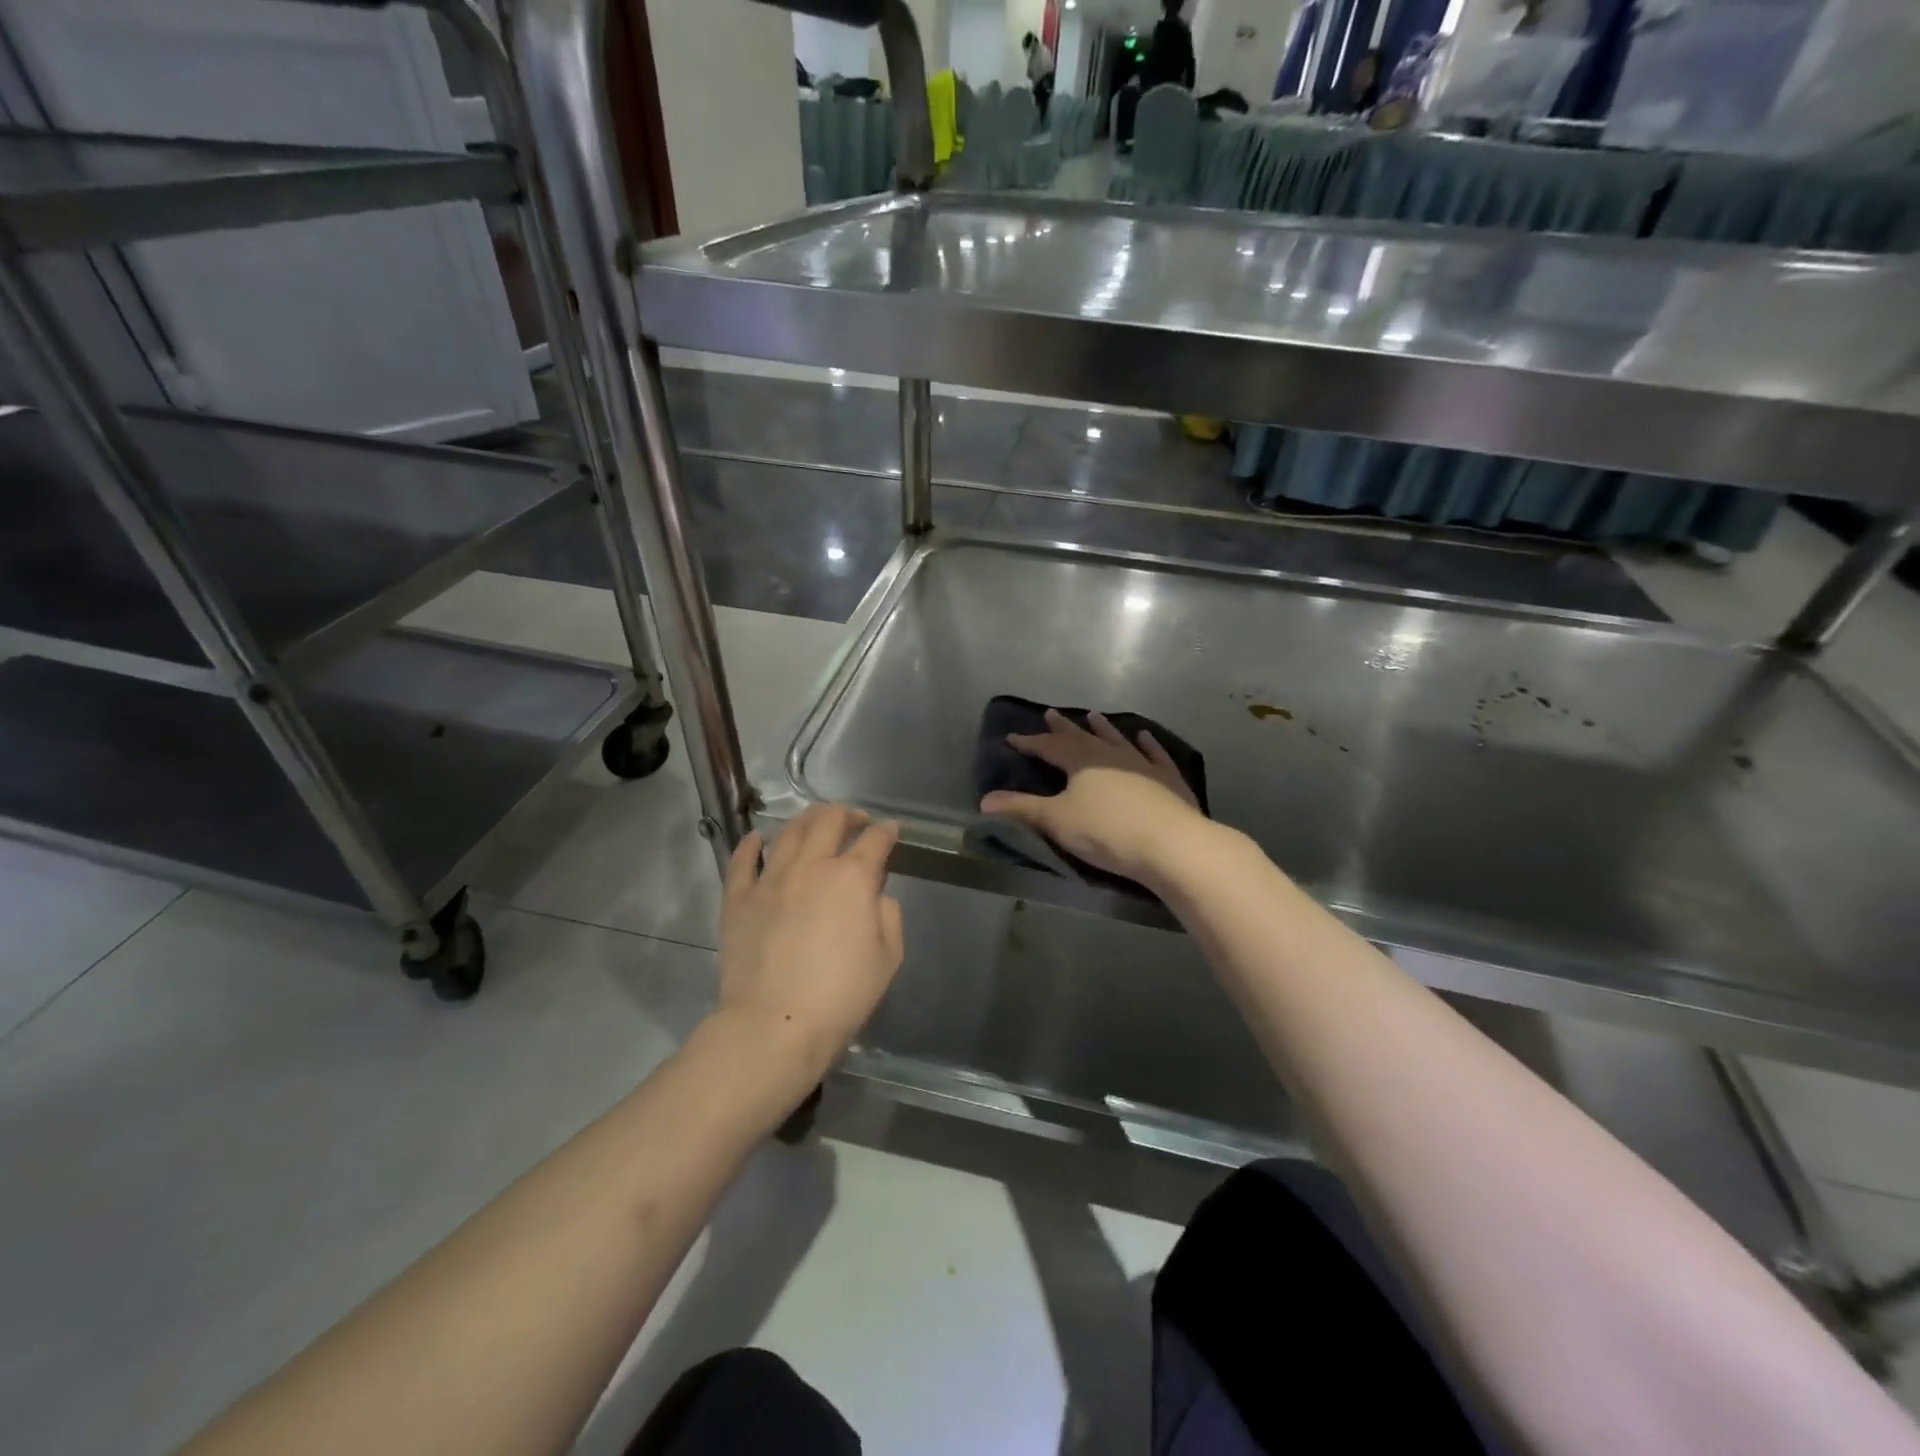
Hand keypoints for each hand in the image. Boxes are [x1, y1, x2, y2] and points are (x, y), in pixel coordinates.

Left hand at [716, 805, 903, 1098]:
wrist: (775, 1024)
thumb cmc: (841, 996)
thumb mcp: (888, 958)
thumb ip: (888, 915)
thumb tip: (874, 895)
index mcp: (852, 878)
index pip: (874, 840)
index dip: (886, 831)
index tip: (891, 830)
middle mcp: (811, 866)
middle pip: (829, 821)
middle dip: (847, 814)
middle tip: (855, 821)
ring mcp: (770, 879)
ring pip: (788, 832)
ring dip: (806, 820)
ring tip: (814, 823)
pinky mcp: (738, 898)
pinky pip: (742, 860)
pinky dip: (752, 844)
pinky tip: (758, 839)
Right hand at [980, 709, 1207, 884]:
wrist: (1170, 844)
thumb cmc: (1106, 831)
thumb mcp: (1056, 821)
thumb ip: (1021, 809)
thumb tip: (984, 801)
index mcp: (1080, 762)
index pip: (1049, 747)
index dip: (1030, 743)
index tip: (1012, 737)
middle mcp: (1110, 755)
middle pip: (1082, 738)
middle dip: (1064, 729)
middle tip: (1051, 713)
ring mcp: (1143, 765)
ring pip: (1118, 741)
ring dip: (1104, 729)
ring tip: (1094, 716)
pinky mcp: (1169, 781)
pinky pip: (1155, 755)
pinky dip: (1148, 745)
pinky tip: (1144, 736)